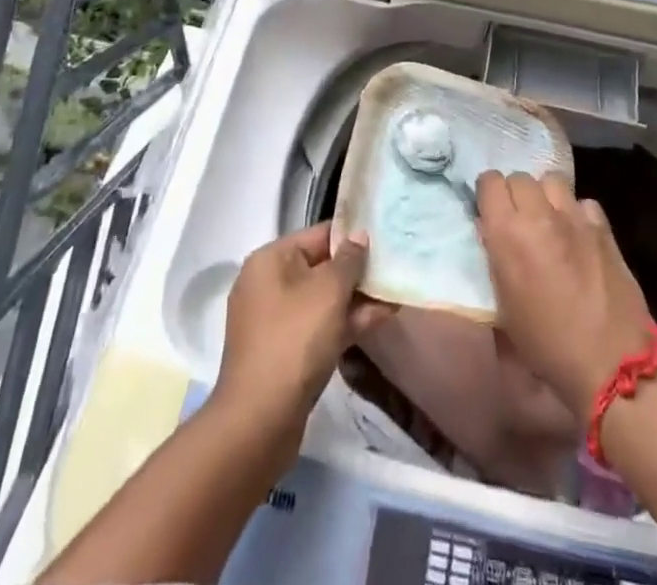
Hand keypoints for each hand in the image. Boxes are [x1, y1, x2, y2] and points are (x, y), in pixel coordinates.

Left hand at [214, 223, 394, 434]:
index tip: (385, 236)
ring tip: (396, 293)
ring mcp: (276, 319)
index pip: (318, 234)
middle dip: (358, 270)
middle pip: (321, 266)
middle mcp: (269, 283)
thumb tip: (358, 236)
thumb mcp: (328, 291)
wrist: (260, 421)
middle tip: (395, 266)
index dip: (352, 234)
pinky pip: (320, 325)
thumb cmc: (294, 340)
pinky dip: (346, 322)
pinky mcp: (285, 351)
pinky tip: (381, 319)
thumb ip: (348, 260)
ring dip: (358, 298)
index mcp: (270, 260)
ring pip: (324, 299)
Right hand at [476, 171, 656, 422]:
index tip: (491, 212)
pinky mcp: (603, 227)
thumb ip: (494, 258)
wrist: (609, 362)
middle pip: (520, 176)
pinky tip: (579, 235)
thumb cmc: (546, 343)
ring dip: (546, 196)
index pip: (490, 182)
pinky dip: (577, 213)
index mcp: (507, 232)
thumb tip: (489, 229)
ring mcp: (574, 217)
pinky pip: (583, 202)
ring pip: (552, 180)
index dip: (488, 194)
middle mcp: (539, 214)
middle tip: (520, 220)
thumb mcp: (504, 306)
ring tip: (549, 220)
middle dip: (515, 194)